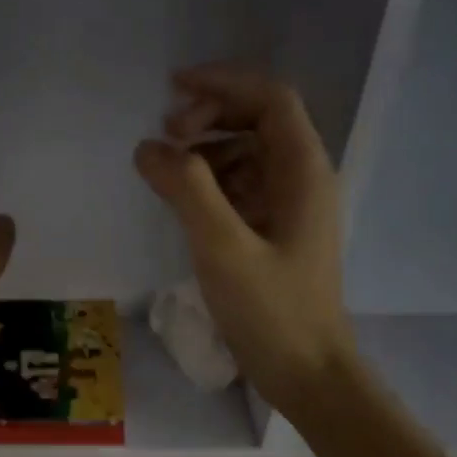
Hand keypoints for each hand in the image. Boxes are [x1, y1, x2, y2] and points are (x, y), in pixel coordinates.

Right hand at [135, 66, 350, 414]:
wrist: (307, 374)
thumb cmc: (272, 312)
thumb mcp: (223, 248)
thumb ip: (186, 190)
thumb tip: (148, 146)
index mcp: (303, 172)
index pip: (271, 99)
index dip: (223, 82)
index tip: (173, 88)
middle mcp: (301, 178)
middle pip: (258, 119)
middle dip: (210, 114)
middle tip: (166, 134)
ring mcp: (288, 205)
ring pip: (245, 151)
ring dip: (205, 148)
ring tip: (166, 169)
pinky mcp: (272, 230)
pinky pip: (239, 185)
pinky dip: (207, 180)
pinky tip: (181, 200)